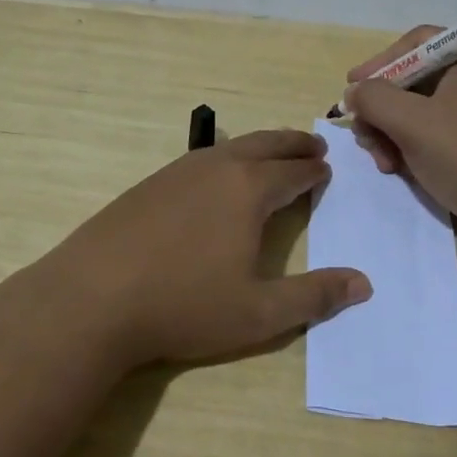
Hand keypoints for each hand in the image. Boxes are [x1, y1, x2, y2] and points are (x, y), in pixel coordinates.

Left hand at [42, 129, 371, 368]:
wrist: (92, 298)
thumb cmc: (184, 305)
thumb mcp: (259, 313)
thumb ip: (314, 297)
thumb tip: (364, 283)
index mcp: (248, 190)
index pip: (293, 171)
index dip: (313, 170)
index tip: (326, 168)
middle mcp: (215, 168)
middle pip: (264, 145)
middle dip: (292, 144)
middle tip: (312, 146)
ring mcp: (176, 173)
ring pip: (229, 148)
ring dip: (258, 148)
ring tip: (270, 156)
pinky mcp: (147, 185)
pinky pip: (199, 160)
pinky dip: (223, 159)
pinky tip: (214, 177)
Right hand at [344, 28, 456, 252]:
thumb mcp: (413, 124)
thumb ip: (375, 99)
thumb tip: (354, 91)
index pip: (416, 43)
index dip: (379, 63)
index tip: (352, 88)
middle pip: (414, 80)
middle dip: (382, 109)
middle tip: (364, 136)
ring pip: (422, 112)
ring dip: (393, 134)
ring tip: (384, 163)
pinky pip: (438, 135)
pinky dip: (414, 148)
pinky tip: (402, 171)